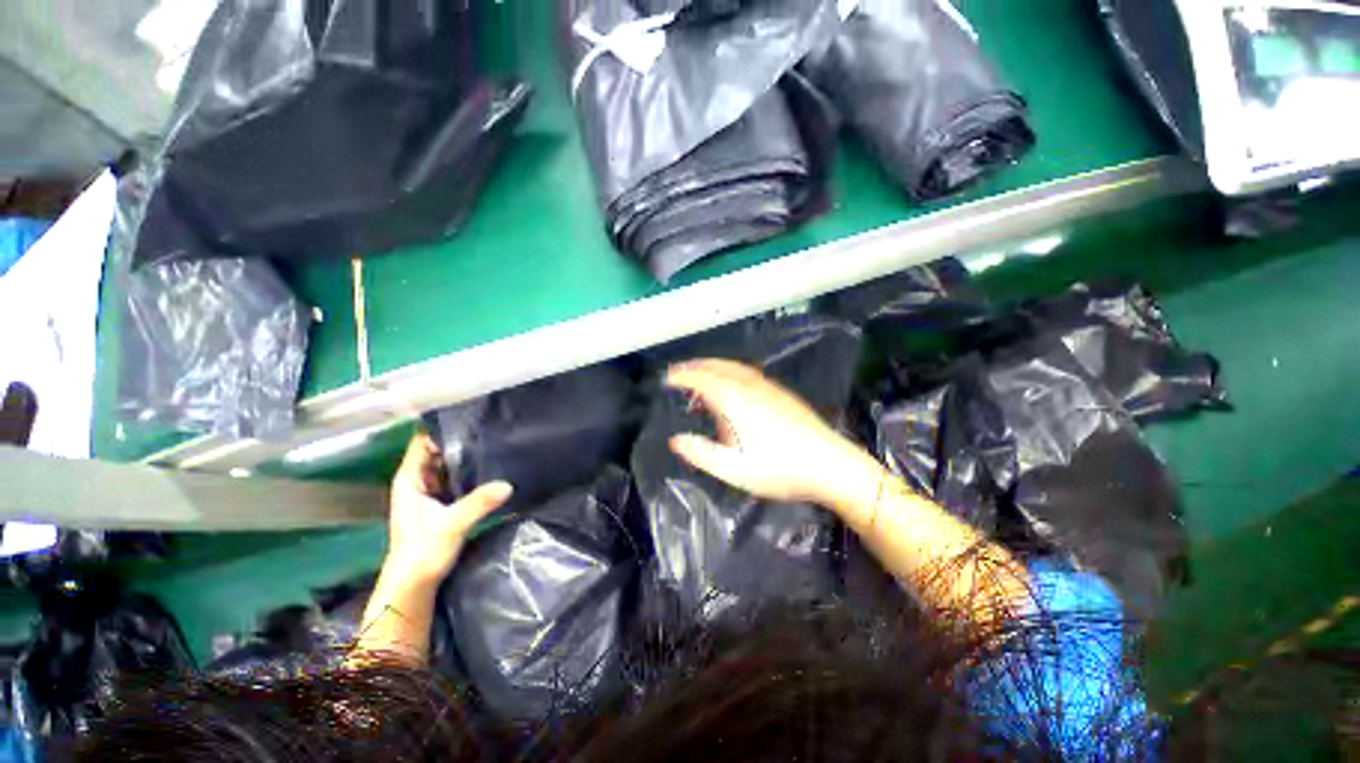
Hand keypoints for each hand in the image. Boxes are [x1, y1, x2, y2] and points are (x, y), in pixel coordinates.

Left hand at [385, 433, 511, 584]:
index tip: (468, 418)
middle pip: (438, 451)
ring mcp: (430, 492)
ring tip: (493, 443)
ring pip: (448, 465)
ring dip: (465, 457)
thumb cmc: (422, 551)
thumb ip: (479, 503)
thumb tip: (508, 484)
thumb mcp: (452, 524)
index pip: (423, 442)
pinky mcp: (441, 503)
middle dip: (459, 440)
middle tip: (489, 428)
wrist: (414, 584)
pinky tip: (489, 468)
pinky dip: (469, 472)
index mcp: (410, 479)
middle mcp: (418, 481)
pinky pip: (456, 479)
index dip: (441, 428)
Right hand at [665, 359, 883, 509]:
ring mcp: (768, 388)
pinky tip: (731, 386)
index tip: (666, 379)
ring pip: (733, 368)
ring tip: (700, 375)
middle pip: (717, 367)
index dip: (681, 377)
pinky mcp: (781, 393)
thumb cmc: (780, 470)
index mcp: (735, 401)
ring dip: (712, 367)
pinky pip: (747, 373)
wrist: (831, 465)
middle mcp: (750, 387)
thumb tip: (675, 440)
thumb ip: (701, 453)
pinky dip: (729, 372)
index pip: (701, 380)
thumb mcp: (734, 470)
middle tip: (678, 372)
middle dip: (695, 366)